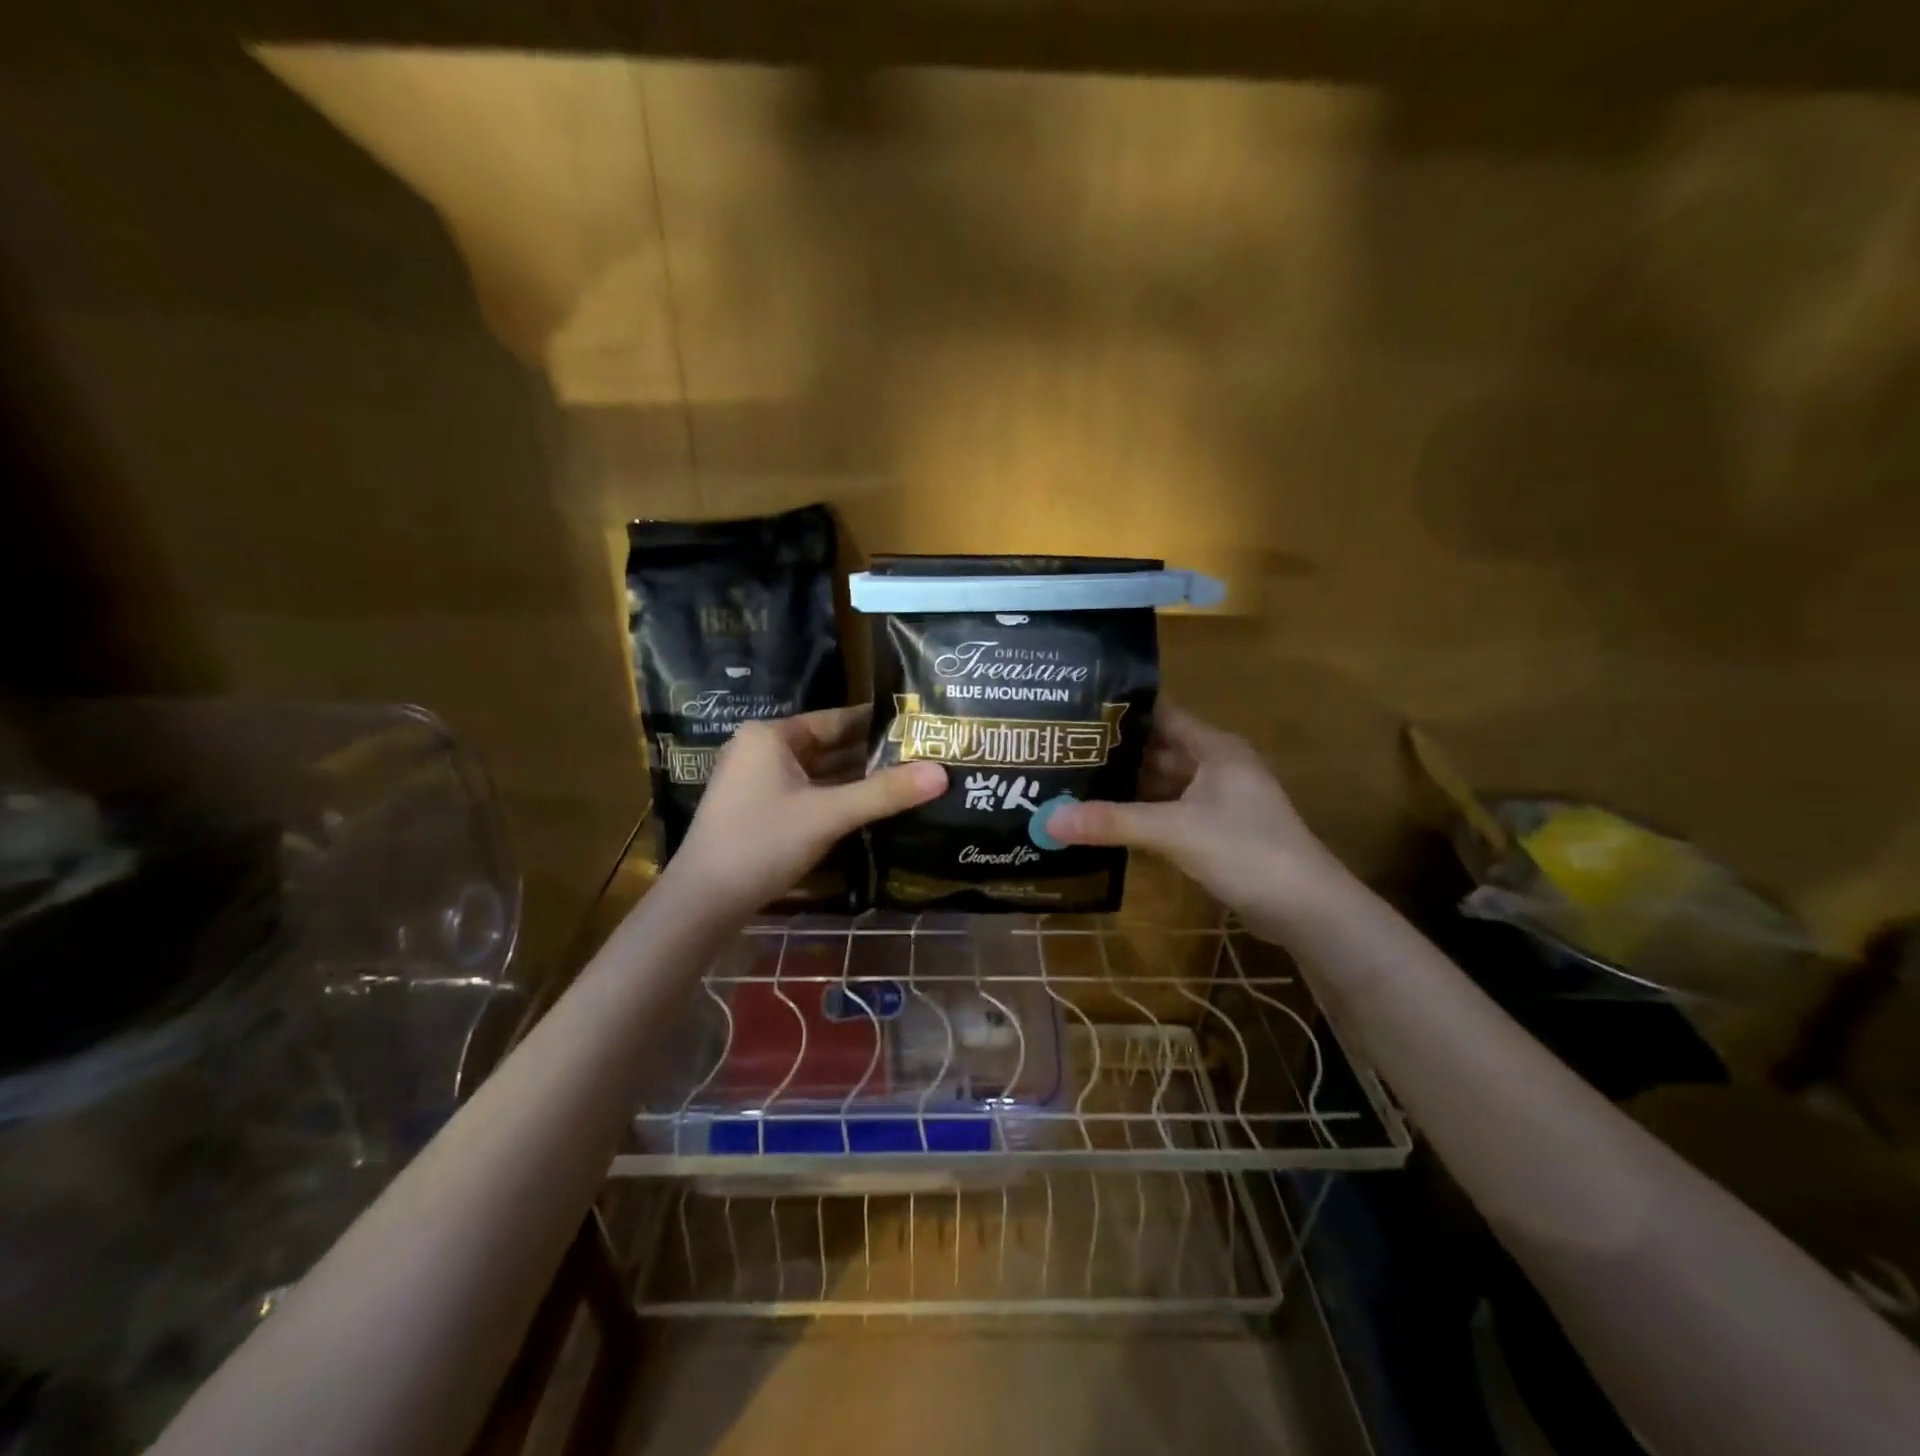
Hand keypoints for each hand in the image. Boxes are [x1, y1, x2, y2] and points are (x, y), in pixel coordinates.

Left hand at [666, 705, 945, 916]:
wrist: (702, 902)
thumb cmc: (762, 843)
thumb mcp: (828, 815)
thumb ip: (885, 793)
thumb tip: (943, 773)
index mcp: (771, 736)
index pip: (837, 720)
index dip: (879, 725)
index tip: (919, 729)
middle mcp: (761, 750)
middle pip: (829, 747)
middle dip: (873, 756)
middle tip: (923, 757)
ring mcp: (757, 782)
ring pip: (819, 774)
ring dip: (857, 780)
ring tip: (908, 781)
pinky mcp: (759, 811)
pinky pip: (808, 795)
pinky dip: (837, 799)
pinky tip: (872, 809)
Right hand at [1047, 703, 1345, 938]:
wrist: (1306, 909)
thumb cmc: (1245, 851)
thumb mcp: (1174, 831)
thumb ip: (1112, 822)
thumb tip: (1046, 820)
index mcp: (1214, 748)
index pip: (1161, 714)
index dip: (1122, 711)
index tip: (1075, 712)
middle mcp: (1217, 766)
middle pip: (1159, 749)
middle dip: (1116, 752)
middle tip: (1064, 751)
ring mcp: (1219, 800)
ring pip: (1164, 783)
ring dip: (1127, 785)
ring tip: (1075, 782)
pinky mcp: (1217, 831)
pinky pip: (1170, 811)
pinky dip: (1142, 813)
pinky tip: (1107, 819)